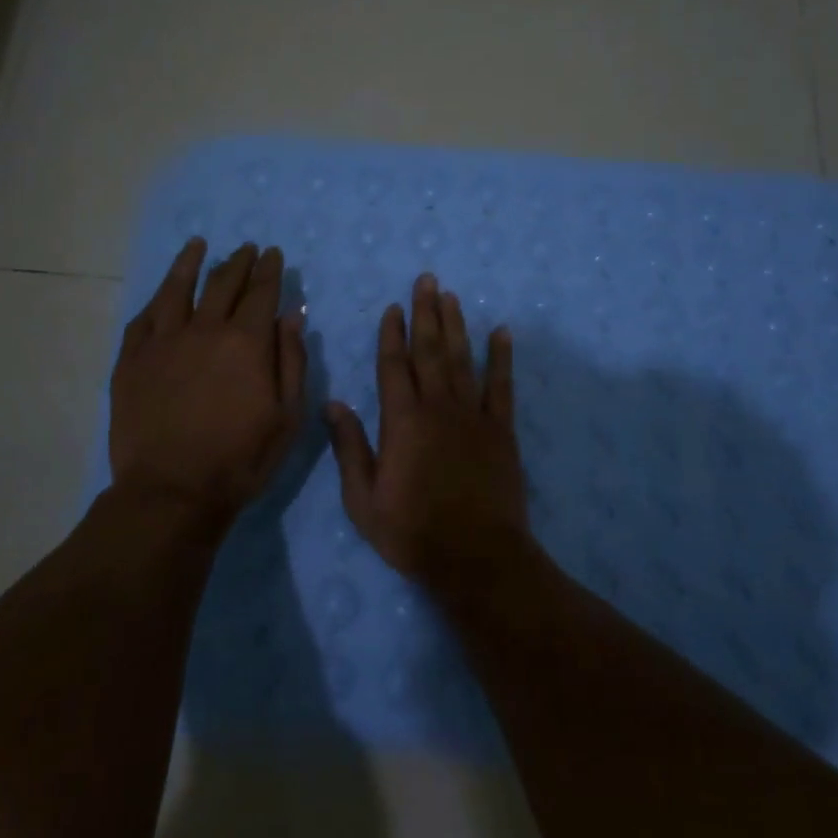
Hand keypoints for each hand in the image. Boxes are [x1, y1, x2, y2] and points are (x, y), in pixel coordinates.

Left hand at [110, 238, 306, 535]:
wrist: (172, 492)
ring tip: (197, 246)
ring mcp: (162, 343)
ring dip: (190, 264)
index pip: (261, 292)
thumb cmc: (240, 459)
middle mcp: (204, 330)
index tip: (273, 254)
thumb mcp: (287, 418)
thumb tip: (292, 317)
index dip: (269, 270)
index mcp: (246, 343)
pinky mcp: (131, 362)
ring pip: (176, 290)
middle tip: (246, 248)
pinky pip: (142, 320)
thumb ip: (292, 362)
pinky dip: (155, 301)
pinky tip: (160, 294)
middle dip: (238, 262)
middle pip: (222, 284)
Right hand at [325, 273, 530, 592]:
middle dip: (426, 313)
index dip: (392, 334)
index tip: (393, 307)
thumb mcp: (363, 500)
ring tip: (451, 295)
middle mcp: (438, 407)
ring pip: (463, 359)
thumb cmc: (412, 532)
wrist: (475, 557)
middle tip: (426, 280)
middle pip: (430, 350)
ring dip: (456, 325)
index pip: (394, 365)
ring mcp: (473, 415)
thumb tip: (334, 403)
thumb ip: (350, 448)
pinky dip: (502, 357)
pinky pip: (502, 385)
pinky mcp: (501, 429)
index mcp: (402, 422)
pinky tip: (501, 332)